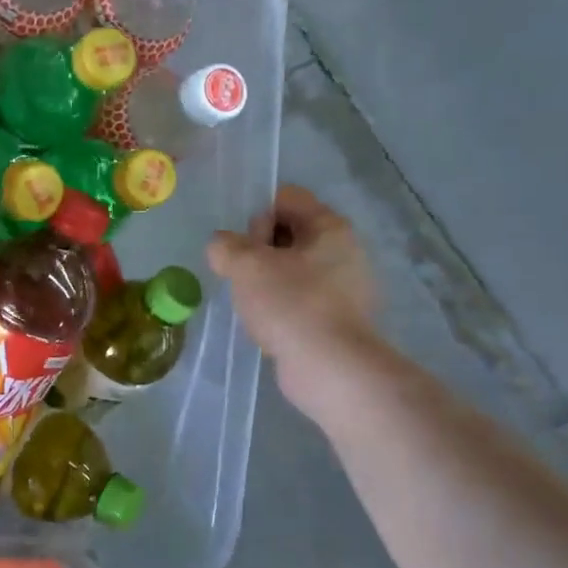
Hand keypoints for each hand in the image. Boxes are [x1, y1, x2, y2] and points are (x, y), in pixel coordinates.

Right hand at [207, 184, 379, 395]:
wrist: (331, 369)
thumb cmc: (291, 304)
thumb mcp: (245, 265)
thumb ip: (225, 246)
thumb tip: (222, 246)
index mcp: (330, 227)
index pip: (286, 198)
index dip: (257, 215)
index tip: (245, 246)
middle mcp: (343, 251)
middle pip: (288, 233)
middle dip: (257, 250)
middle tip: (244, 276)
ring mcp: (344, 288)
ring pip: (291, 269)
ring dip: (265, 281)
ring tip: (251, 304)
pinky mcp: (337, 319)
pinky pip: (299, 300)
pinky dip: (280, 307)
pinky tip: (267, 325)